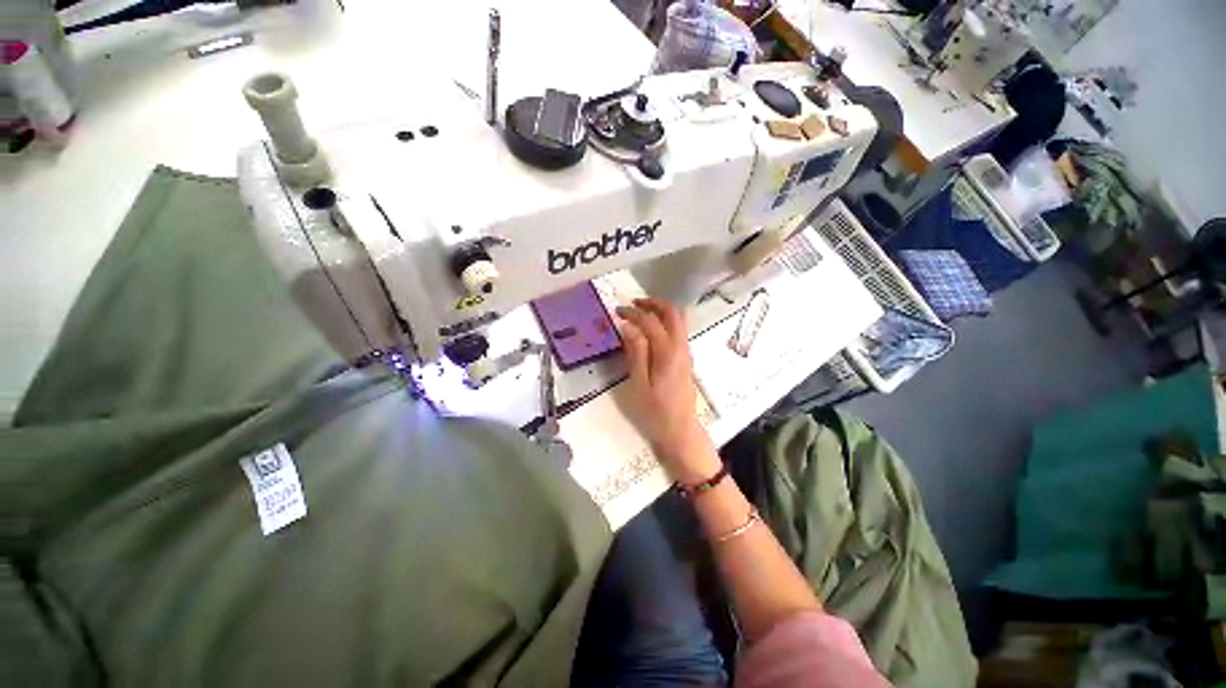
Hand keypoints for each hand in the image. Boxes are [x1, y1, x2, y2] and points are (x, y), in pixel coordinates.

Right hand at [616, 299, 719, 483]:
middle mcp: (681, 347)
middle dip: (653, 303)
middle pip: (673, 313)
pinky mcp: (686, 360)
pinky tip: (650, 332)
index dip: (633, 312)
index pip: (651, 321)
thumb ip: (636, 353)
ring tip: (640, 314)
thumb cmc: (655, 412)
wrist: (681, 431)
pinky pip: (678, 332)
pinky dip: (665, 322)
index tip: (617, 311)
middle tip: (633, 304)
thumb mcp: (639, 384)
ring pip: (679, 320)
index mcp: (667, 352)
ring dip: (661, 311)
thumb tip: (629, 327)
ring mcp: (686, 353)